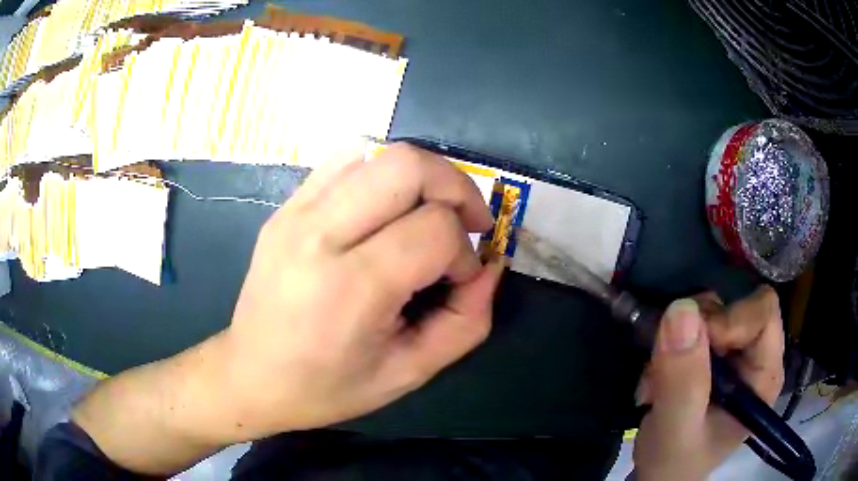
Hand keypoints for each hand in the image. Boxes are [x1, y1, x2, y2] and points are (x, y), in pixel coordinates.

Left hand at [222, 142, 503, 438]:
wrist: (251, 375)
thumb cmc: (327, 387)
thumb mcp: (409, 373)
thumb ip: (466, 321)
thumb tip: (490, 266)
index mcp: (350, 288)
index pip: (434, 229)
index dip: (464, 253)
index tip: (458, 280)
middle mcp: (318, 235)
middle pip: (407, 165)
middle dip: (455, 186)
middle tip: (465, 222)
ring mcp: (295, 212)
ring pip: (376, 152)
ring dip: (420, 175)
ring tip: (427, 212)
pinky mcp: (285, 207)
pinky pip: (344, 161)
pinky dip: (381, 173)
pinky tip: (385, 208)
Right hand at [632, 286, 784, 479]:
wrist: (657, 474)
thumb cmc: (674, 462)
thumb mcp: (677, 430)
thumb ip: (683, 380)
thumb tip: (681, 309)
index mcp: (765, 373)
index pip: (762, 313)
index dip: (728, 321)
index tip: (692, 346)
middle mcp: (755, 355)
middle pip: (736, 305)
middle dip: (697, 330)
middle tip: (667, 362)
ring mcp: (733, 354)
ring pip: (710, 311)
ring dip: (677, 338)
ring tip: (657, 378)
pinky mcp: (711, 355)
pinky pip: (690, 324)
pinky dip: (668, 343)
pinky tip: (656, 376)